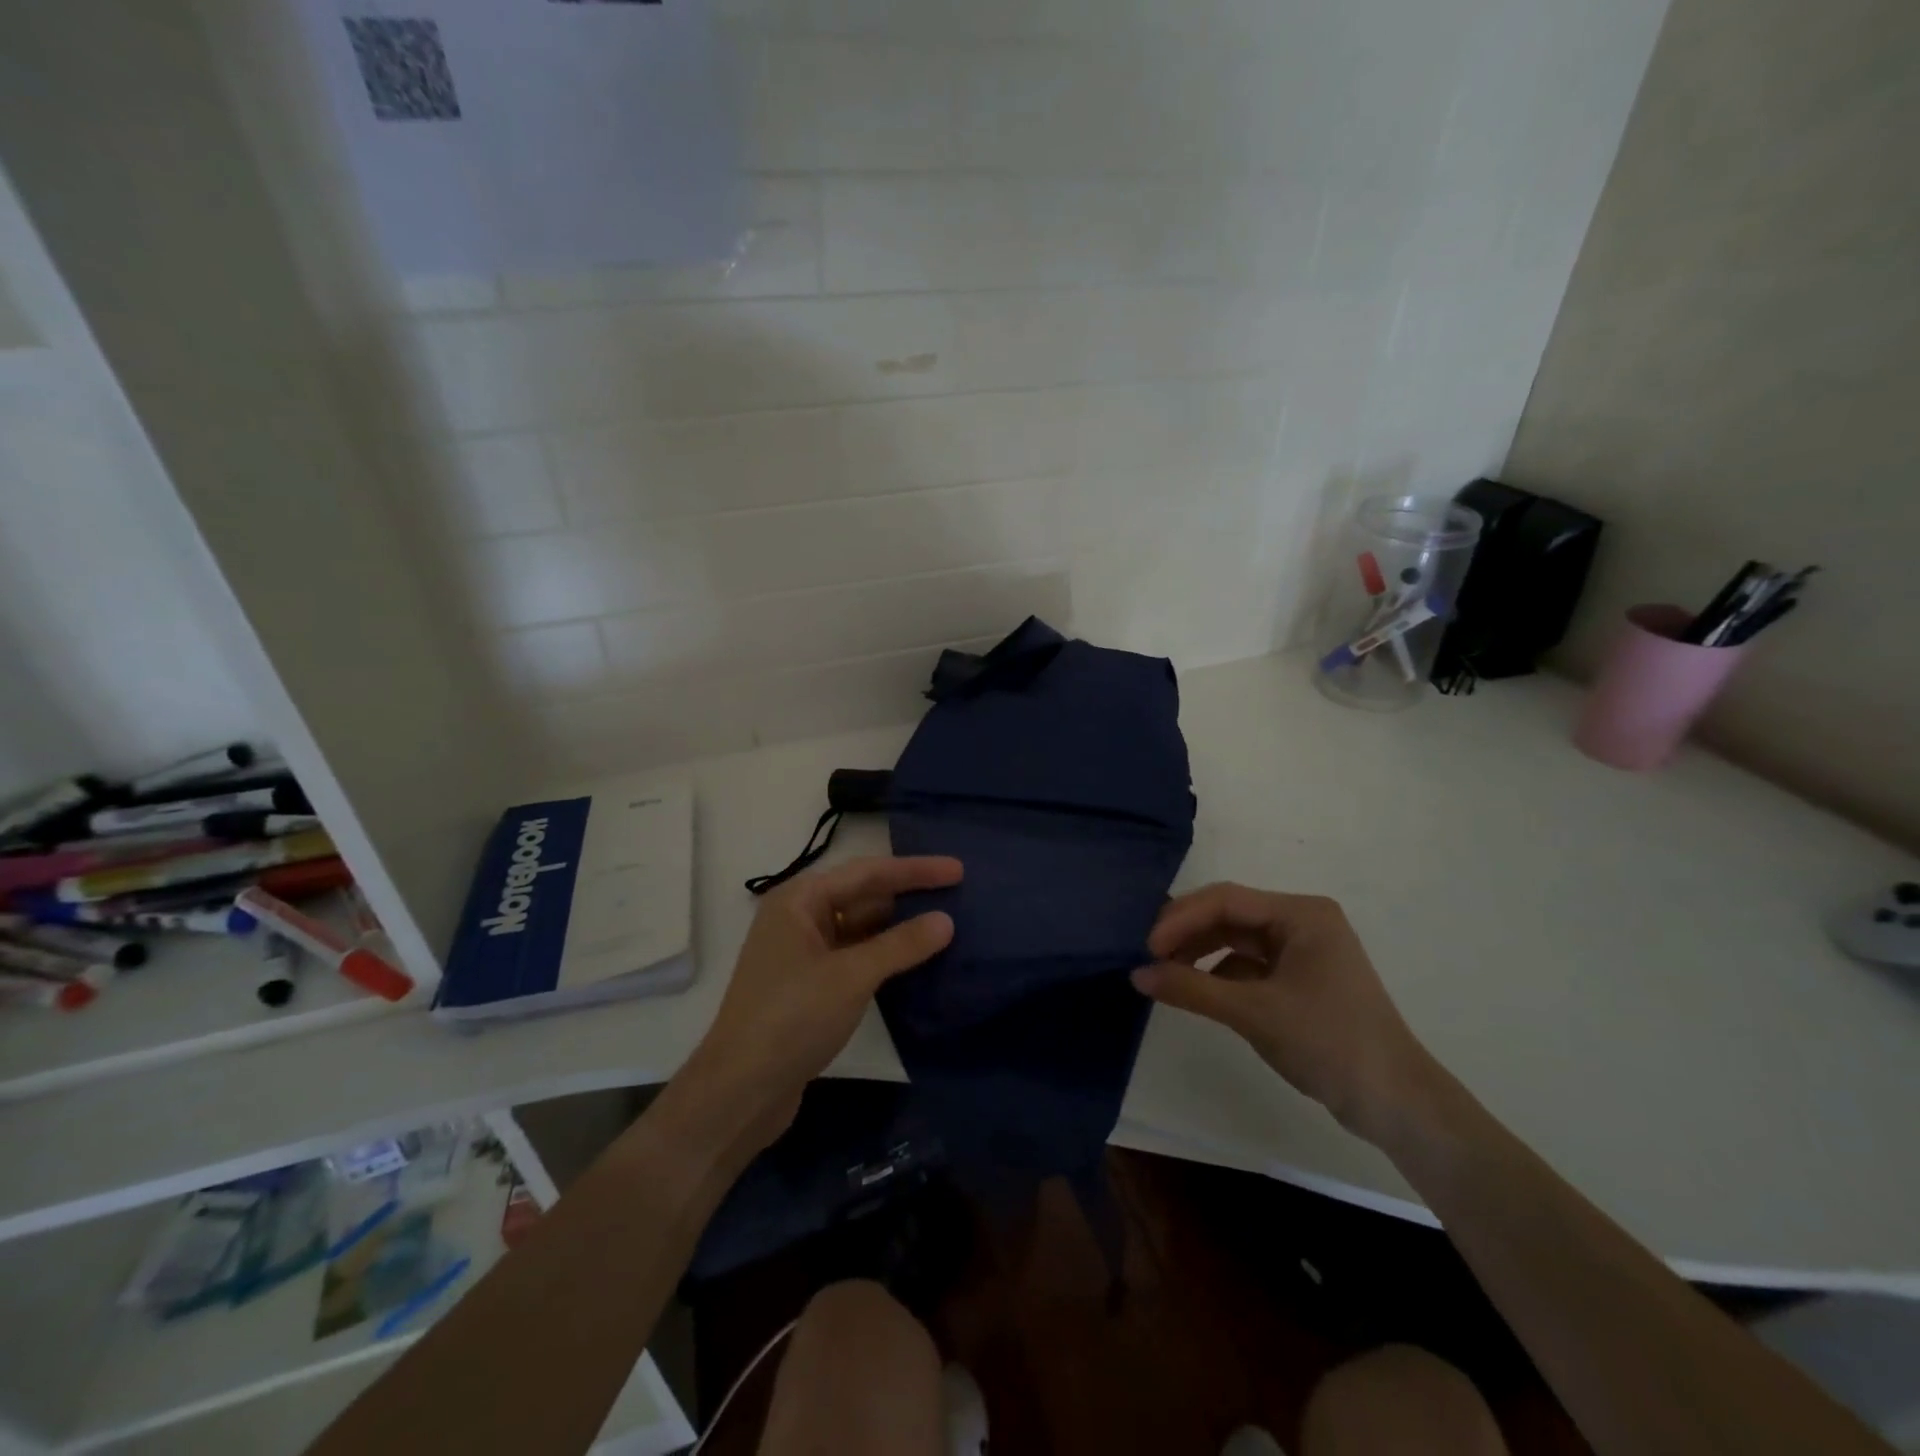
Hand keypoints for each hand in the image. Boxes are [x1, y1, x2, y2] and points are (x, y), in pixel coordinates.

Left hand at [683, 855, 961, 1147]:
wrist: (739, 1091)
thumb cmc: (792, 1018)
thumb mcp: (851, 976)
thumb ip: (901, 945)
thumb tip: (946, 920)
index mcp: (799, 901)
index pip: (867, 872)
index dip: (915, 870)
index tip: (957, 870)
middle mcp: (798, 918)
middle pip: (862, 895)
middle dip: (907, 894)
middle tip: (956, 893)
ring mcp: (802, 953)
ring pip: (858, 927)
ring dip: (896, 926)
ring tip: (943, 924)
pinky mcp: (809, 985)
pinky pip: (854, 955)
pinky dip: (883, 954)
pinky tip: (913, 960)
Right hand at [1132, 883, 1436, 1141]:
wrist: (1397, 1103)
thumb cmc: (1329, 1043)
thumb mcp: (1253, 1013)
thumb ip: (1191, 989)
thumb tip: (1136, 974)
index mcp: (1301, 914)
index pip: (1226, 900)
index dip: (1181, 919)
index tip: (1146, 946)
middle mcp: (1301, 921)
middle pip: (1229, 915)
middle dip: (1187, 933)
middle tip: (1147, 956)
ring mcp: (1302, 950)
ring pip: (1236, 939)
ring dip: (1199, 952)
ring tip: (1163, 972)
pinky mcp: (1299, 978)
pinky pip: (1247, 964)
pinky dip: (1218, 973)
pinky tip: (1195, 989)